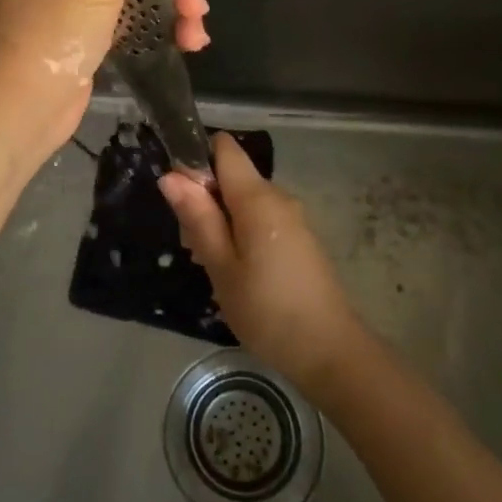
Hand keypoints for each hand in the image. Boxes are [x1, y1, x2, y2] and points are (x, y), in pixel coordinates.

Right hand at [160, 134, 367, 395]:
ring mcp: (292, 218)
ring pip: (243, 201)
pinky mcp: (298, 239)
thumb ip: (198, 217)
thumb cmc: (267, 310)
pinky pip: (260, 220)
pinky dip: (239, 234)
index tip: (179, 195)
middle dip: (203, 200)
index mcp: (258, 198)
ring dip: (219, 221)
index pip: (225, 149)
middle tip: (191, 247)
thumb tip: (171, 176)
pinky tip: (234, 273)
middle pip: (231, 177)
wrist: (330, 352)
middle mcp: (278, 197)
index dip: (197, 159)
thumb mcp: (221, 266)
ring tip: (210, 265)